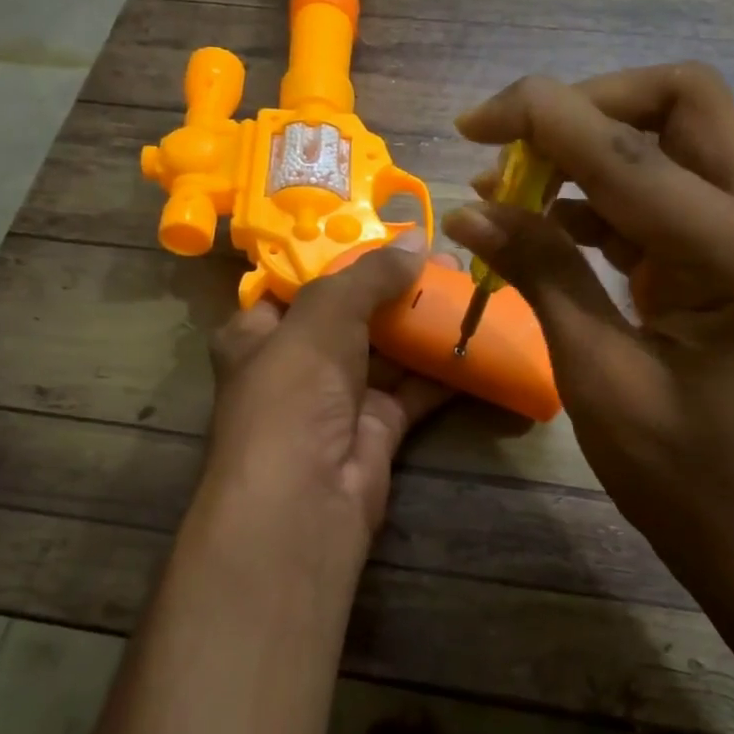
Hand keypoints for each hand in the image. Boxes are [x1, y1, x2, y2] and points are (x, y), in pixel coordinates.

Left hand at [200, 231, 452, 560]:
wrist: (306, 499)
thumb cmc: (293, 392)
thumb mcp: (323, 317)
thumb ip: (368, 276)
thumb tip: (416, 241)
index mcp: (259, 332)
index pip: (299, 283)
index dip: (341, 258)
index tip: (387, 235)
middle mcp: (297, 362)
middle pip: (351, 314)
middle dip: (396, 287)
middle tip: (443, 259)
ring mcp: (339, 397)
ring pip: (387, 349)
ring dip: (423, 322)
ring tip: (467, 286)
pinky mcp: (378, 426)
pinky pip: (413, 386)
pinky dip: (441, 365)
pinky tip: (474, 336)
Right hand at [442, 64, 733, 598]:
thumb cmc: (683, 477)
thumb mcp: (598, 375)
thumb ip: (542, 274)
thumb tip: (469, 210)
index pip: (635, 152)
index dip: (546, 119)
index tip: (474, 123)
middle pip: (684, 102)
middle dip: (588, 106)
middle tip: (513, 145)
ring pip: (678, 137)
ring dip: (593, 146)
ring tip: (512, 188)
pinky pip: (671, 190)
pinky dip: (606, 192)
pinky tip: (549, 222)